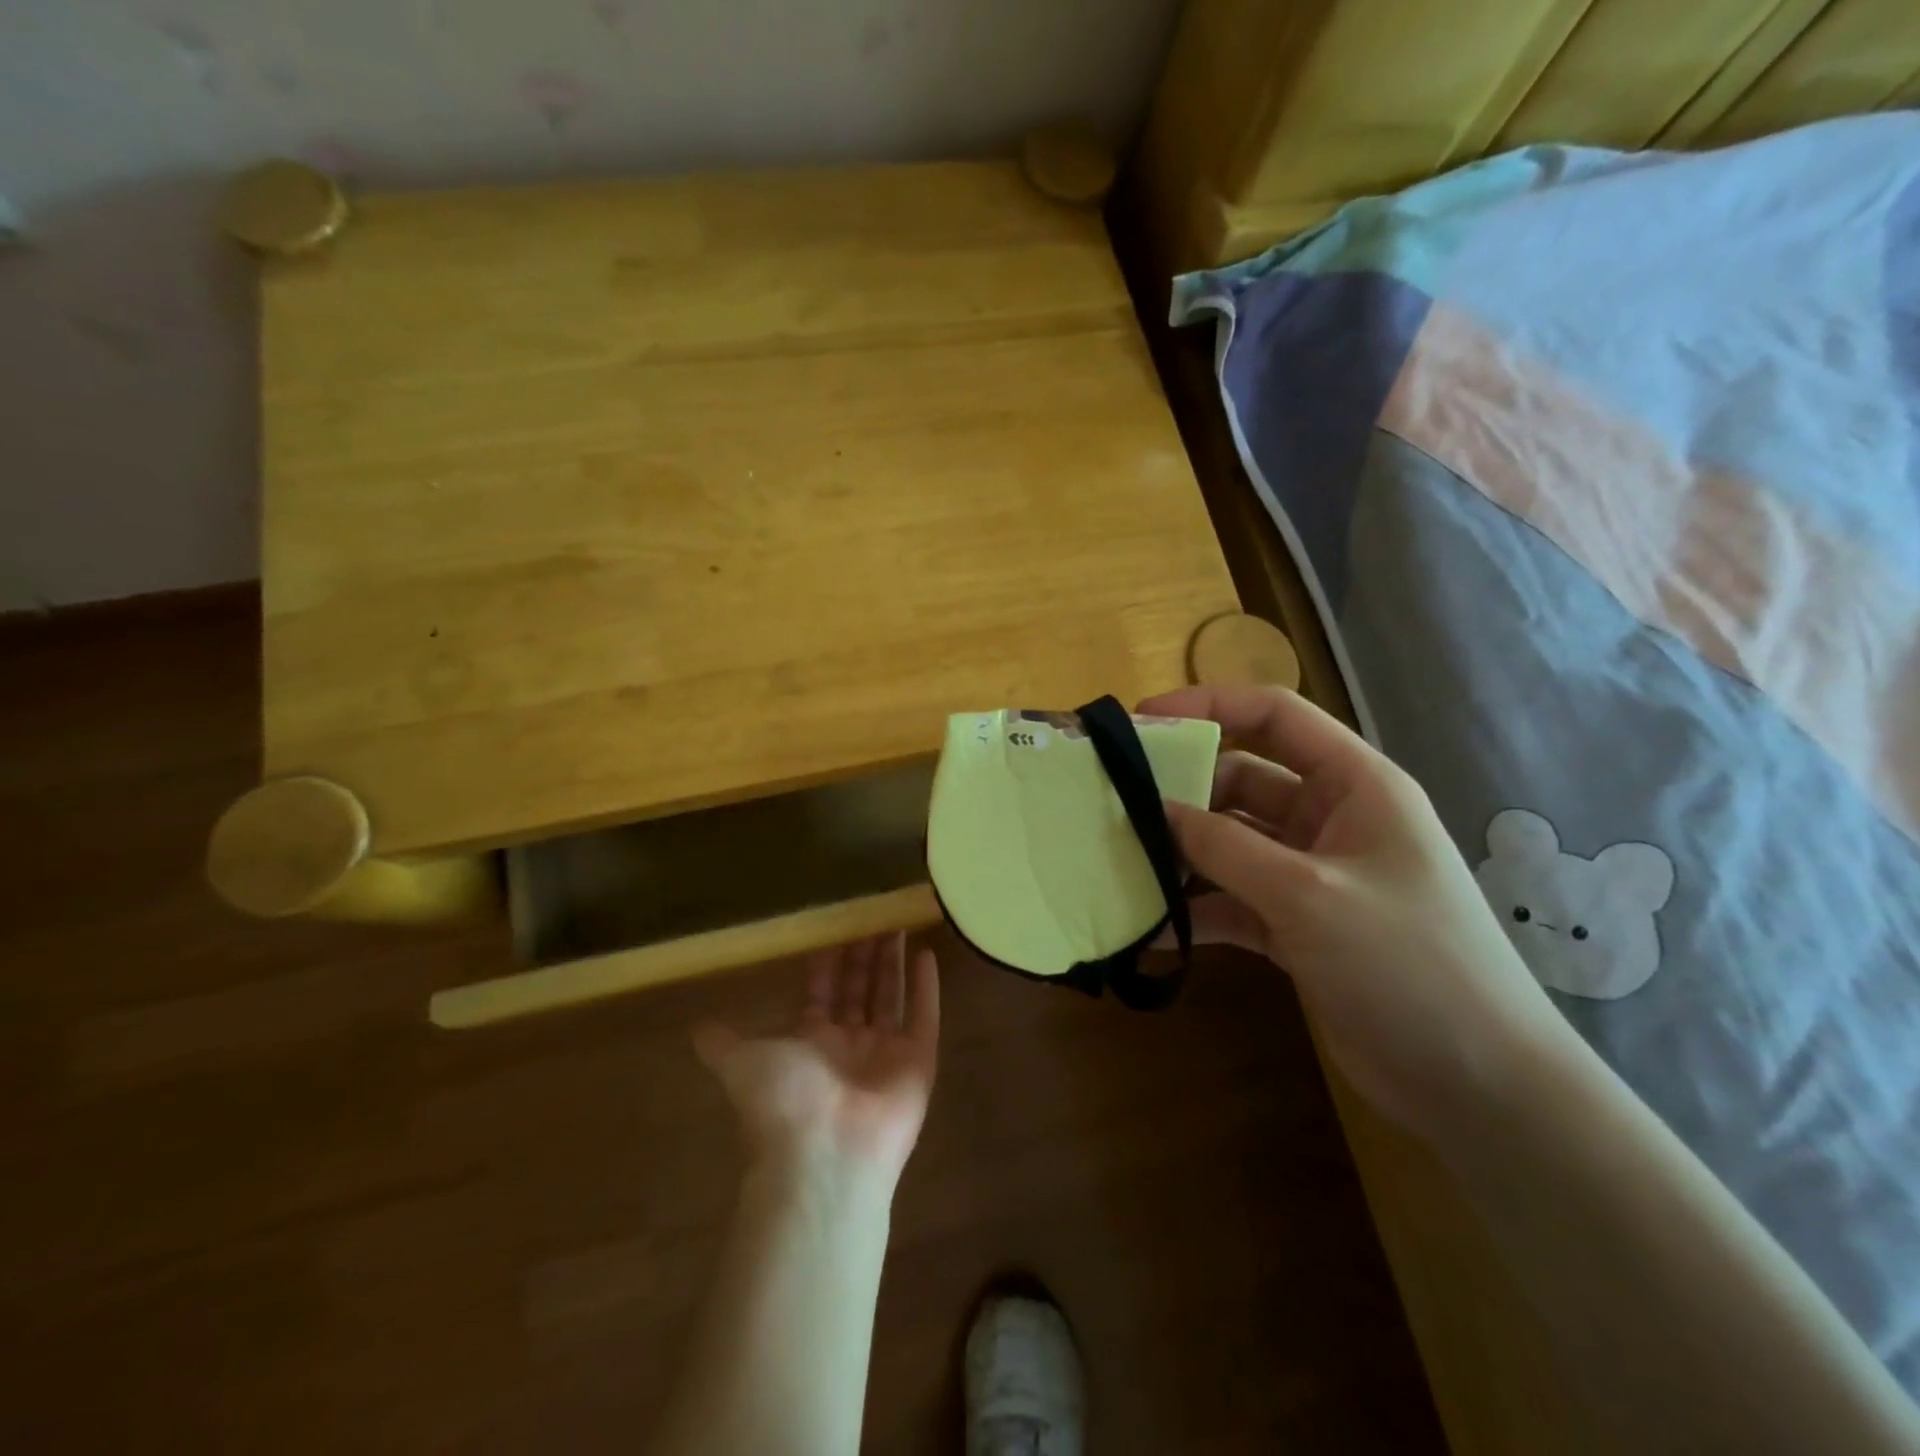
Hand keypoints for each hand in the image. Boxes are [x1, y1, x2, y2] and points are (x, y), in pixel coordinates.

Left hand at [694, 934, 939, 1185]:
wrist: (825, 1155)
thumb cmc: (783, 1101)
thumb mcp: (740, 1063)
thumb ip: (723, 1042)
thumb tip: (695, 1027)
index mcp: (812, 1042)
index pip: (824, 991)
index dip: (829, 960)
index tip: (835, 924)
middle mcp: (850, 1045)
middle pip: (859, 988)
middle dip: (864, 952)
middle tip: (872, 913)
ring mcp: (886, 1053)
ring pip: (891, 995)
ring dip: (894, 961)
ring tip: (898, 920)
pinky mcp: (919, 1061)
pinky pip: (924, 1016)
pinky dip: (927, 987)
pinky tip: (927, 953)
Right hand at [1139, 685, 1575, 1135]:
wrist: (1478, 1086)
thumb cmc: (1408, 964)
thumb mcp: (1308, 895)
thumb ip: (1226, 848)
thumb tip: (1155, 811)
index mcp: (1354, 786)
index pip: (1275, 716)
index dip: (1208, 706)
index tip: (1143, 722)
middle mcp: (1331, 820)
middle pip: (1241, 780)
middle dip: (1183, 790)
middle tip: (1116, 804)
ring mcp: (1311, 875)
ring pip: (1230, 843)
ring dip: (1182, 854)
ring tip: (1122, 864)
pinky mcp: (1296, 926)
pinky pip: (1232, 901)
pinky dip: (1196, 911)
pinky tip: (1151, 932)